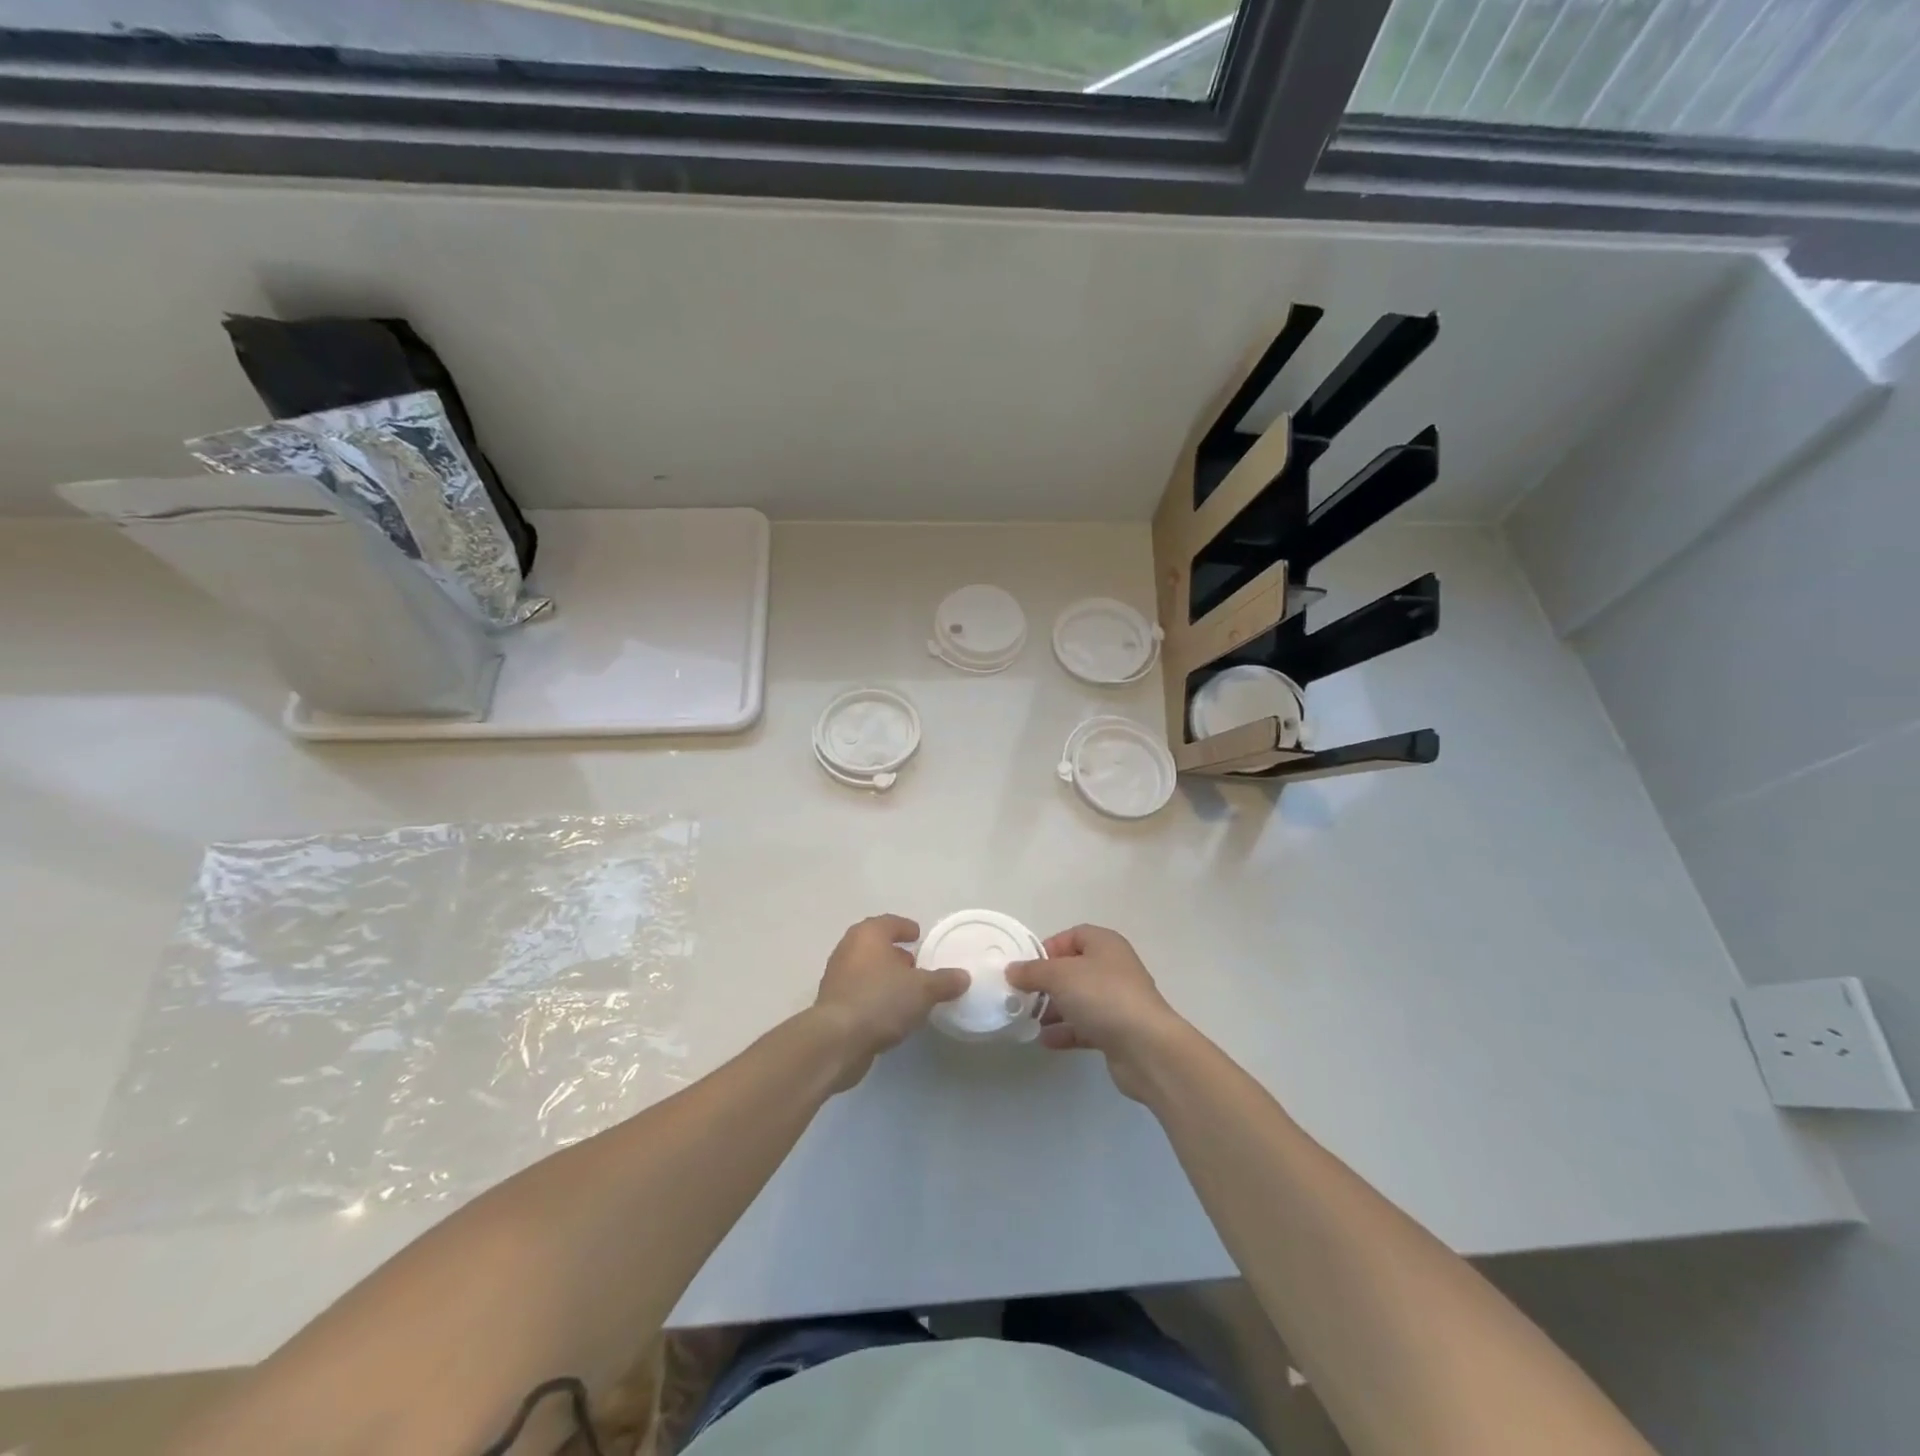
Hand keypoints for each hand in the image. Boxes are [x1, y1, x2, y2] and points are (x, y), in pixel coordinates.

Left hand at [812, 914, 968, 1089]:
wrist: (837, 1040)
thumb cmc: (881, 1000)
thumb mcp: (922, 990)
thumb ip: (944, 981)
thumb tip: (963, 976)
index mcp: (868, 935)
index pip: (889, 923)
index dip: (905, 927)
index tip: (918, 935)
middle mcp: (848, 949)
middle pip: (875, 945)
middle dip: (895, 954)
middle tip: (915, 964)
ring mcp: (836, 976)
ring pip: (866, 969)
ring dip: (885, 977)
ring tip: (907, 991)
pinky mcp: (832, 1004)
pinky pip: (859, 992)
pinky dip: (874, 996)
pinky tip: (890, 1013)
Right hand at [1007, 925, 1187, 1100]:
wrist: (1146, 1047)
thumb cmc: (1102, 996)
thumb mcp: (1060, 976)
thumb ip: (1032, 972)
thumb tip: (1012, 970)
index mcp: (1105, 944)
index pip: (1073, 936)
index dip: (1048, 948)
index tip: (1027, 967)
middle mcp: (1113, 968)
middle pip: (1073, 969)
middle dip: (1047, 982)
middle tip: (1022, 996)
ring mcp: (1117, 1001)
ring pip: (1079, 999)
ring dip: (1054, 1009)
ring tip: (1028, 1020)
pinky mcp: (1118, 1031)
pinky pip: (1086, 1026)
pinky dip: (1066, 1031)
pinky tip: (1045, 1040)